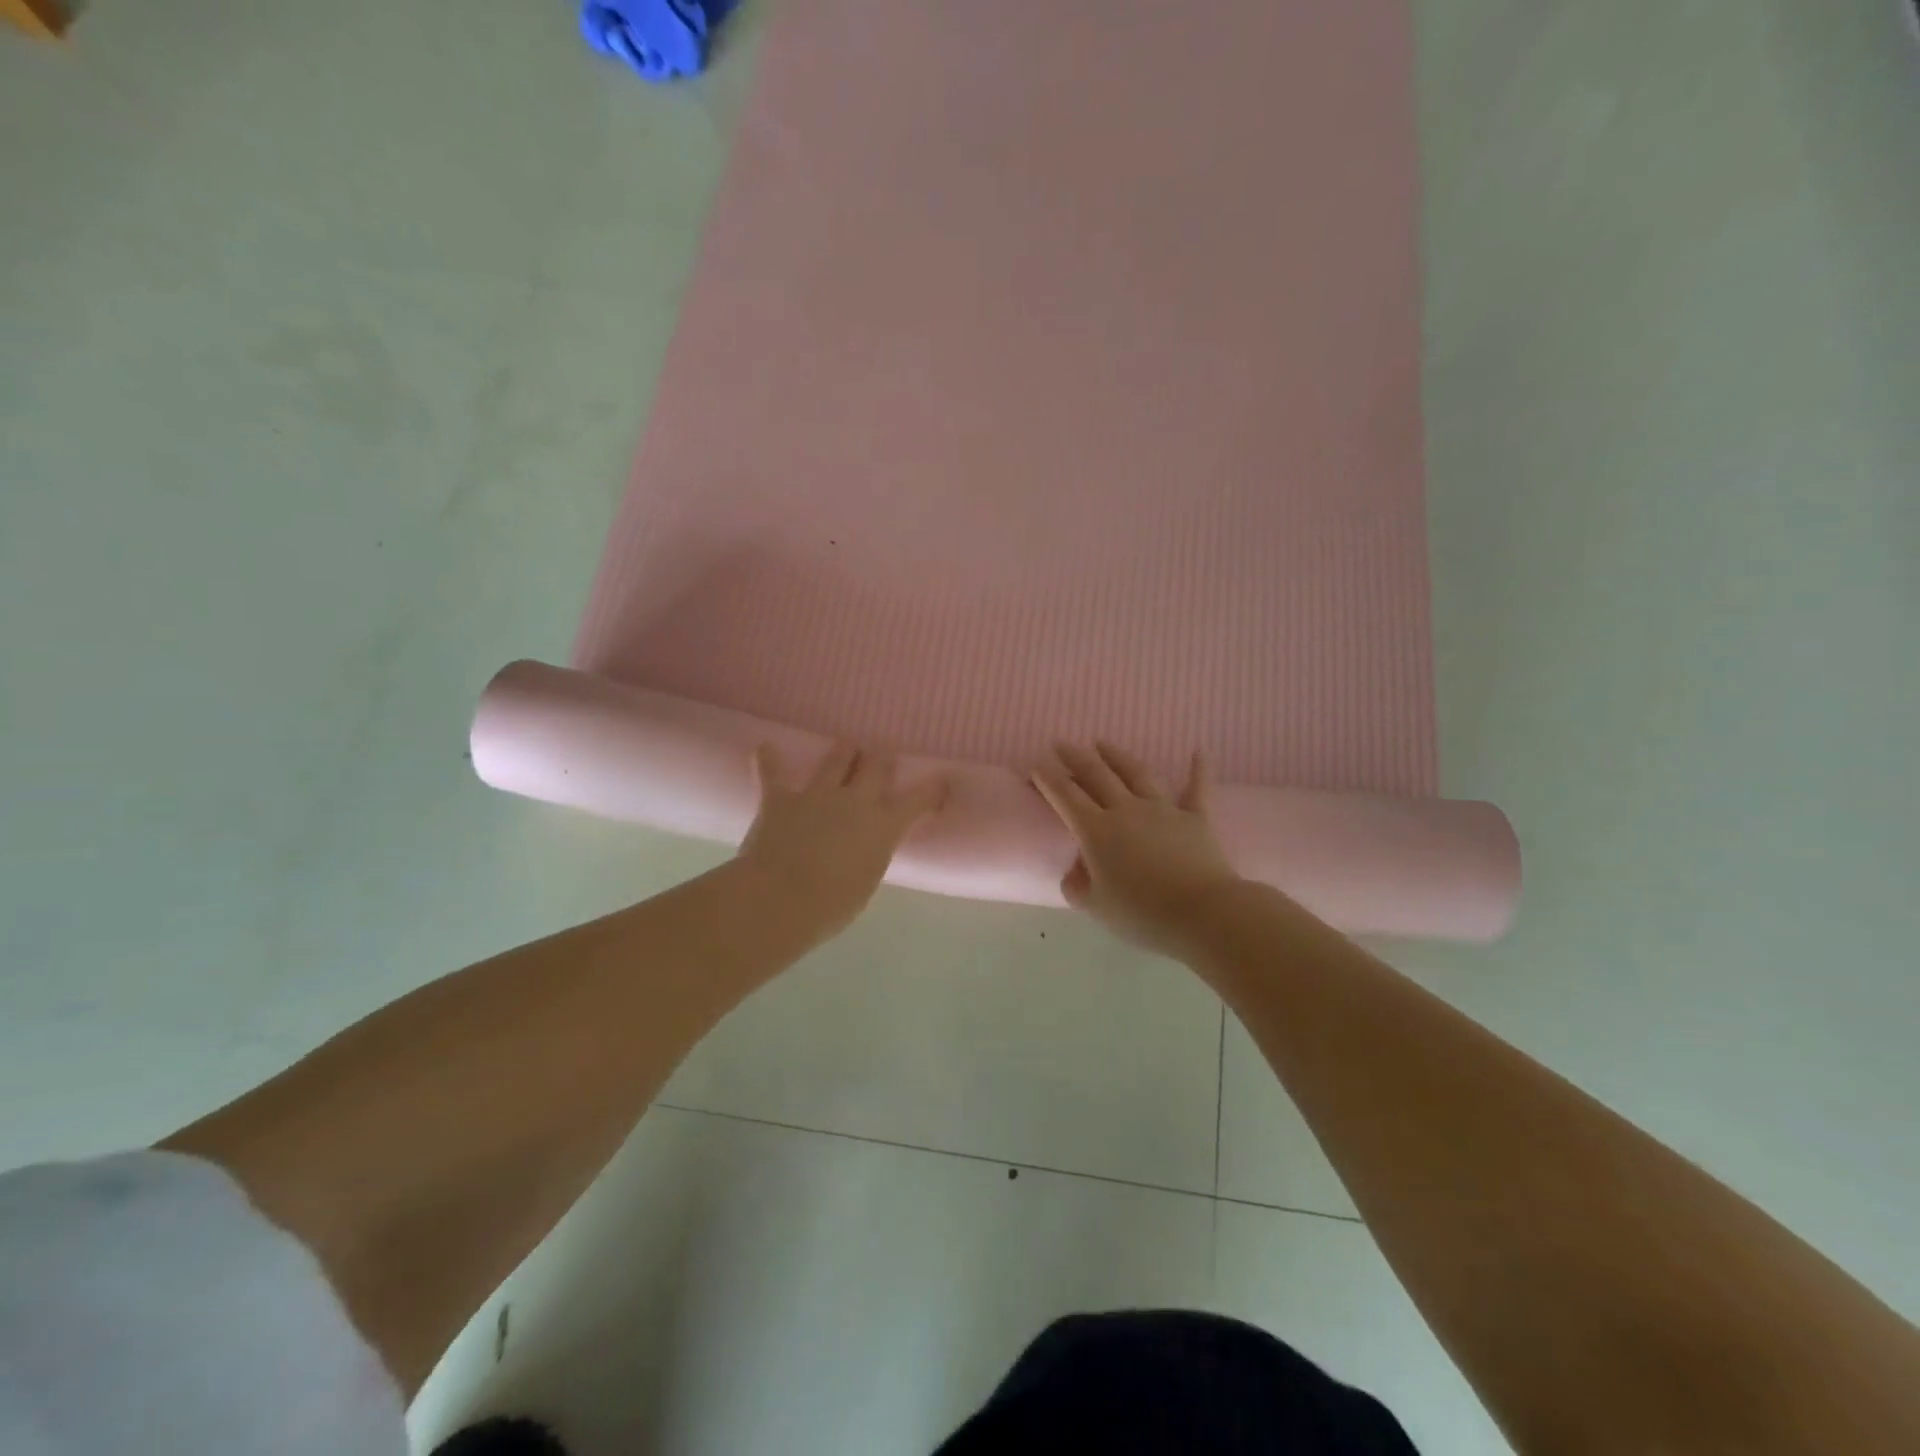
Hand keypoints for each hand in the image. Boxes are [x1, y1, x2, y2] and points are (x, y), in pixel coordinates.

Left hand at [737, 742, 946, 937]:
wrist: (780, 899)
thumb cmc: (831, 906)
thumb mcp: (866, 882)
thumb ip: (869, 856)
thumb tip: (864, 847)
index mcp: (883, 826)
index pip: (917, 801)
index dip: (931, 789)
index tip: (941, 781)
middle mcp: (856, 801)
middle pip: (876, 766)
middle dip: (881, 760)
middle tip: (882, 758)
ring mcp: (817, 794)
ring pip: (836, 759)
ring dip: (843, 752)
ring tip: (846, 747)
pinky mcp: (781, 798)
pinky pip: (773, 772)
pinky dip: (769, 760)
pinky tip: (764, 748)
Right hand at [1032, 742, 1242, 956]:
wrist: (1202, 913)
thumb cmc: (1142, 914)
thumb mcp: (1095, 906)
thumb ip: (1077, 885)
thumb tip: (1076, 869)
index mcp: (1097, 831)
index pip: (1065, 797)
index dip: (1048, 780)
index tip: (1036, 767)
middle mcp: (1127, 810)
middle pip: (1097, 775)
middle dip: (1076, 758)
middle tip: (1061, 744)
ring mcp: (1163, 810)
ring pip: (1136, 773)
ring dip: (1117, 756)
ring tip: (1103, 743)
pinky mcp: (1196, 818)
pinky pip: (1196, 789)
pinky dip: (1198, 769)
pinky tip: (1199, 751)